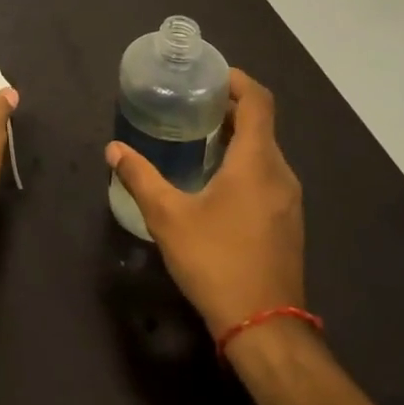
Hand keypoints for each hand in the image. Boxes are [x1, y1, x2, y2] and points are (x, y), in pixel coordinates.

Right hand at [105, 68, 303, 337]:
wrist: (265, 328)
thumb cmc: (216, 262)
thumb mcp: (168, 217)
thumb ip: (140, 177)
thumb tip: (114, 149)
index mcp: (256, 162)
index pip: (259, 102)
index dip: (239, 81)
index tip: (211, 76)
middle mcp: (280, 174)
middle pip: (262, 125)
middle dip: (231, 109)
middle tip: (192, 106)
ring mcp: (289, 201)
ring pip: (266, 152)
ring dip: (238, 138)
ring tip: (199, 138)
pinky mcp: (288, 223)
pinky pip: (268, 176)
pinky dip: (245, 163)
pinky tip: (215, 181)